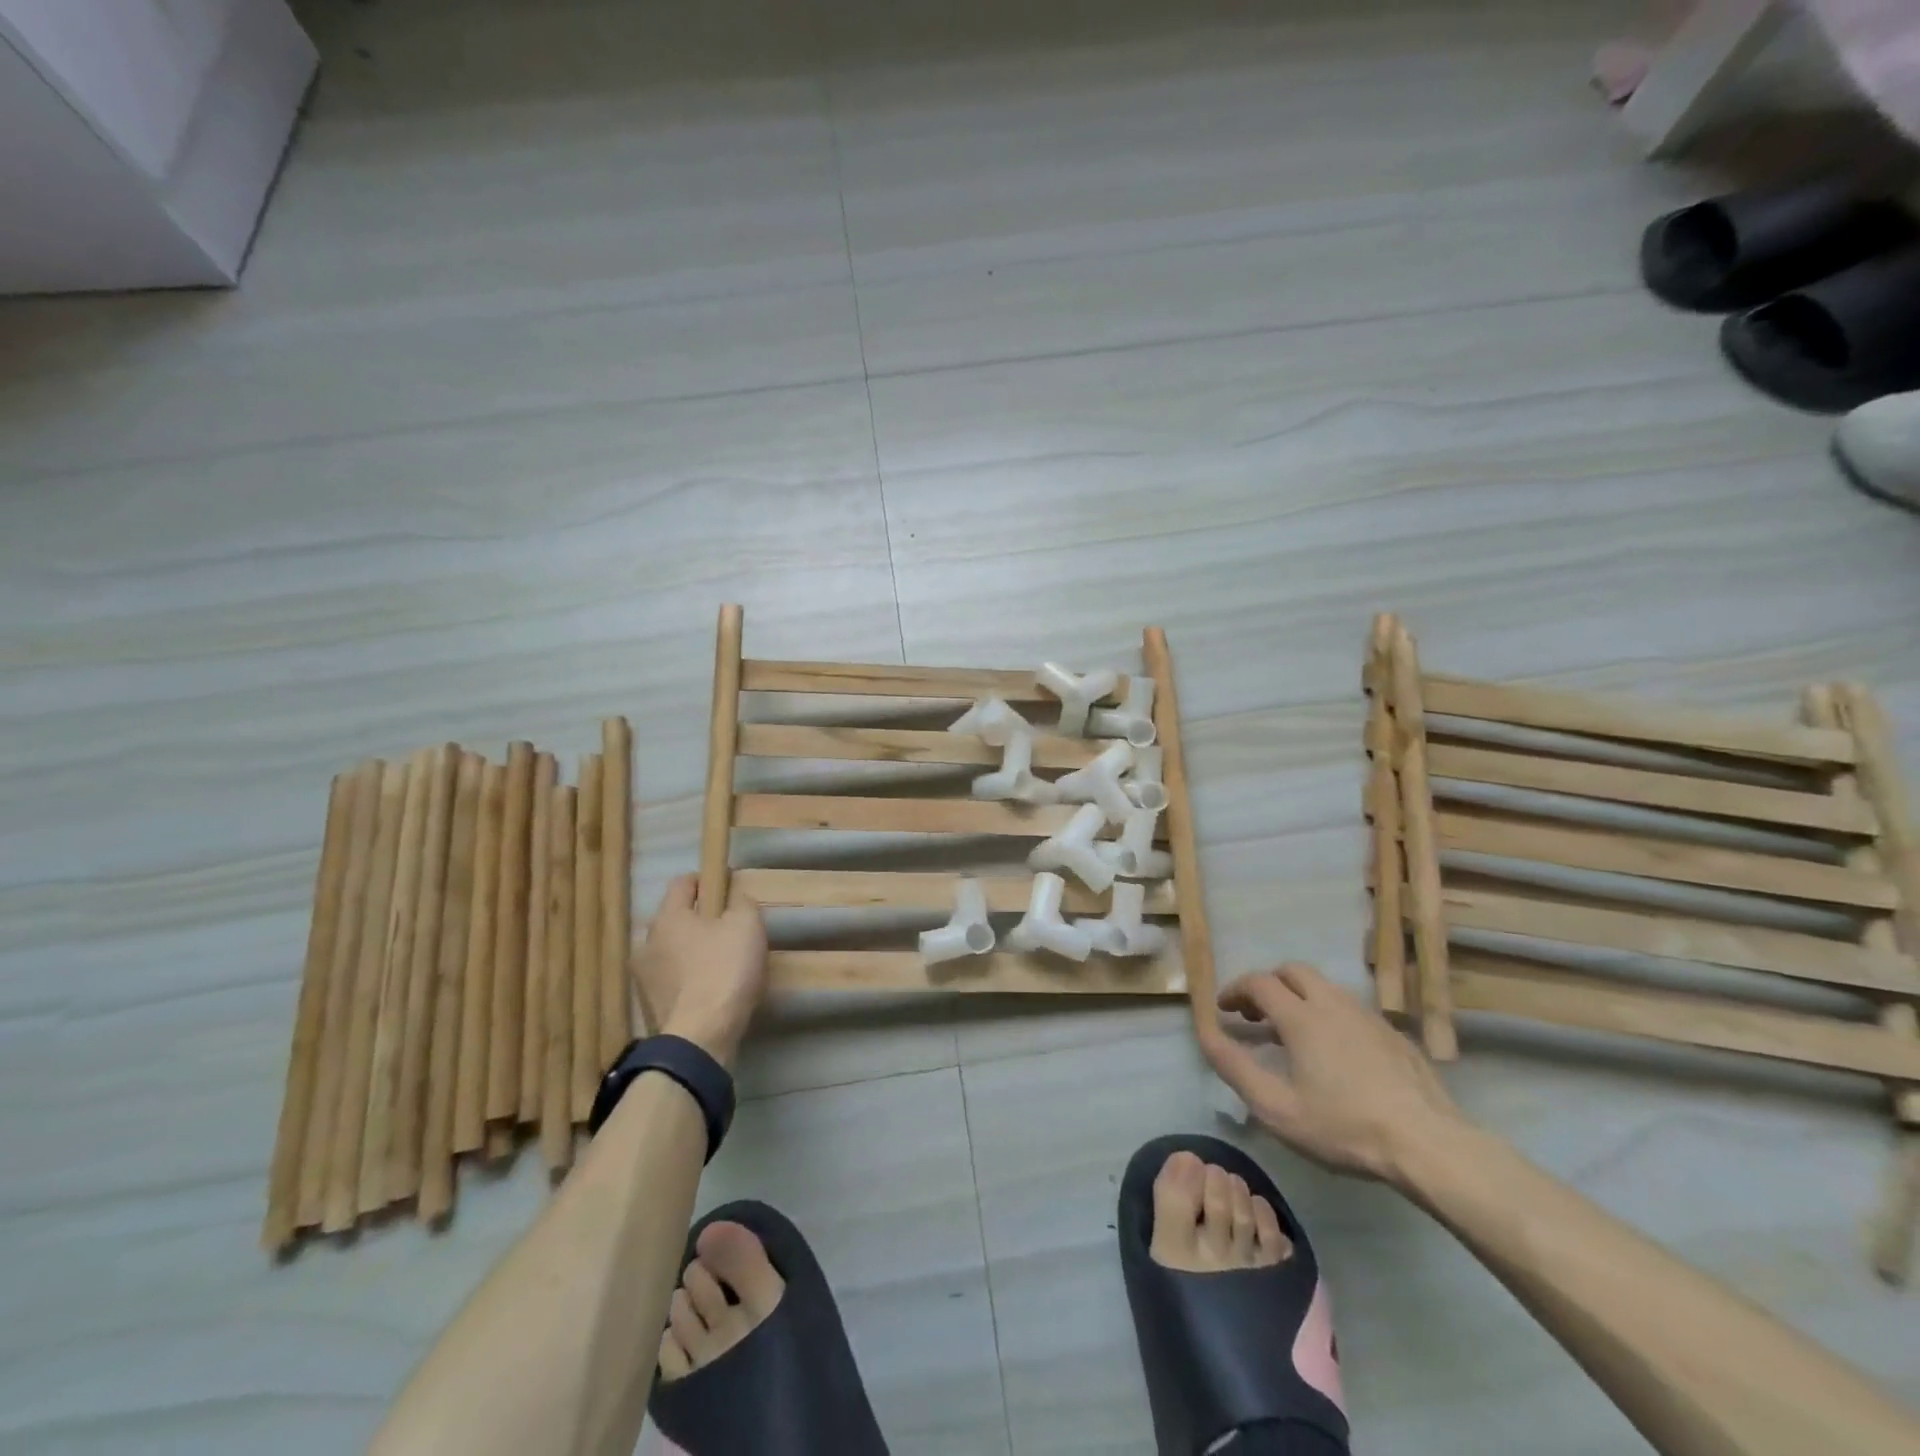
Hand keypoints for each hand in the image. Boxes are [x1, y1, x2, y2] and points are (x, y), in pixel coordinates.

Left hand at [634, 875, 768, 1069]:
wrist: (701, 1035)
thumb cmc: (724, 969)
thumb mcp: (747, 925)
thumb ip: (741, 903)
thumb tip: (735, 899)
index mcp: (668, 917)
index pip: (682, 883)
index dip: (706, 880)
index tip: (726, 887)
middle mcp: (648, 941)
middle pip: (676, 918)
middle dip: (700, 918)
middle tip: (729, 927)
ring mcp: (645, 977)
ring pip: (673, 950)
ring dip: (692, 950)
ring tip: (720, 962)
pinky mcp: (650, 1005)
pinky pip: (672, 979)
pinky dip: (689, 978)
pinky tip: (710, 988)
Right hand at [1203, 963, 1465, 1185]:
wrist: (1429, 1145)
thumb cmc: (1343, 1127)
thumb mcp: (1276, 1107)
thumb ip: (1234, 1066)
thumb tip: (1204, 1033)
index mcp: (1301, 1016)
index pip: (1258, 982)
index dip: (1235, 990)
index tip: (1223, 1009)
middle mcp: (1332, 1003)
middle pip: (1293, 972)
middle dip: (1268, 984)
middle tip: (1256, 1014)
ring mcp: (1368, 1016)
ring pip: (1324, 987)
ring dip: (1299, 997)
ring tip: (1291, 1033)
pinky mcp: (1394, 1034)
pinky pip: (1350, 1009)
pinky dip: (1328, 1015)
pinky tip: (1334, 1052)